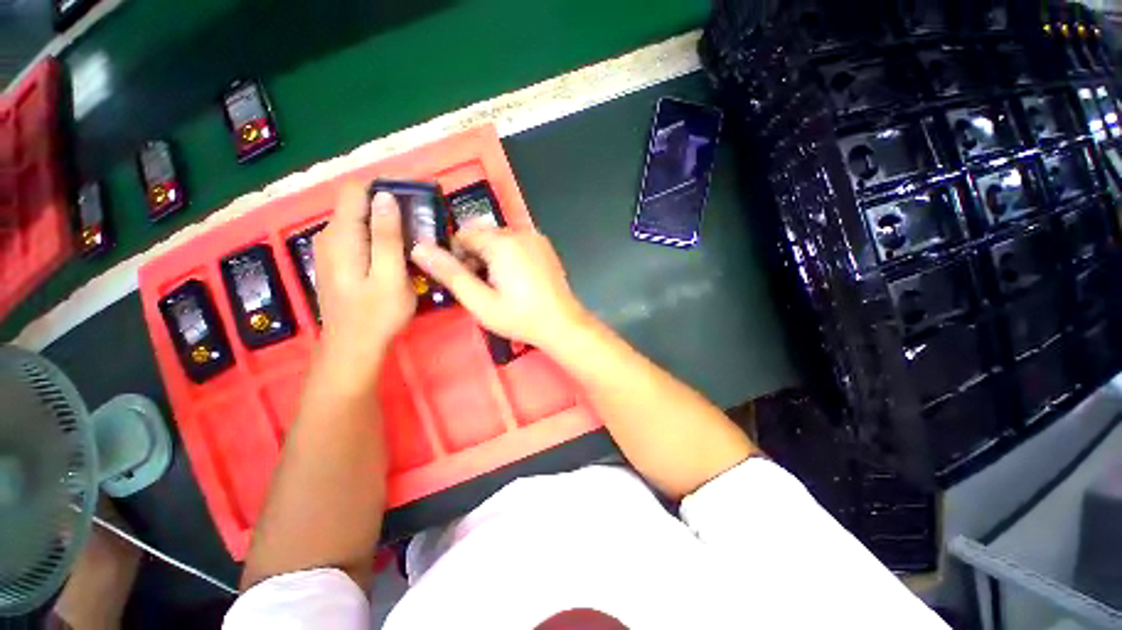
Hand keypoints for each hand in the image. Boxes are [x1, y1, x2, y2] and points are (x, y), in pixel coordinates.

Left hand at [313, 184, 415, 379]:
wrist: (353, 349)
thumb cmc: (376, 315)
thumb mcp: (389, 276)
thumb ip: (387, 236)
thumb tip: (386, 197)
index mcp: (341, 236)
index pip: (356, 189)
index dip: (385, 185)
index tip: (415, 196)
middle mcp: (330, 236)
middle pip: (359, 204)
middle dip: (390, 205)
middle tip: (423, 222)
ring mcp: (332, 250)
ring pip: (360, 221)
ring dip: (388, 223)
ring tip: (416, 237)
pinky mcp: (339, 262)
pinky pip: (360, 237)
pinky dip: (380, 237)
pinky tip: (399, 253)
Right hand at [410, 227, 589, 351]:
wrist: (562, 324)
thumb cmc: (520, 317)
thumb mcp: (480, 301)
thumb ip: (450, 274)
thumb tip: (420, 249)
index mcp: (502, 243)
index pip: (464, 234)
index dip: (457, 256)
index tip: (464, 279)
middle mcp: (520, 233)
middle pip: (483, 235)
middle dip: (475, 256)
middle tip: (482, 286)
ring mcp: (536, 239)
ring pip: (501, 239)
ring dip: (492, 257)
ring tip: (499, 286)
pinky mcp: (545, 247)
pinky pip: (518, 243)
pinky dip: (510, 256)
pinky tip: (516, 280)